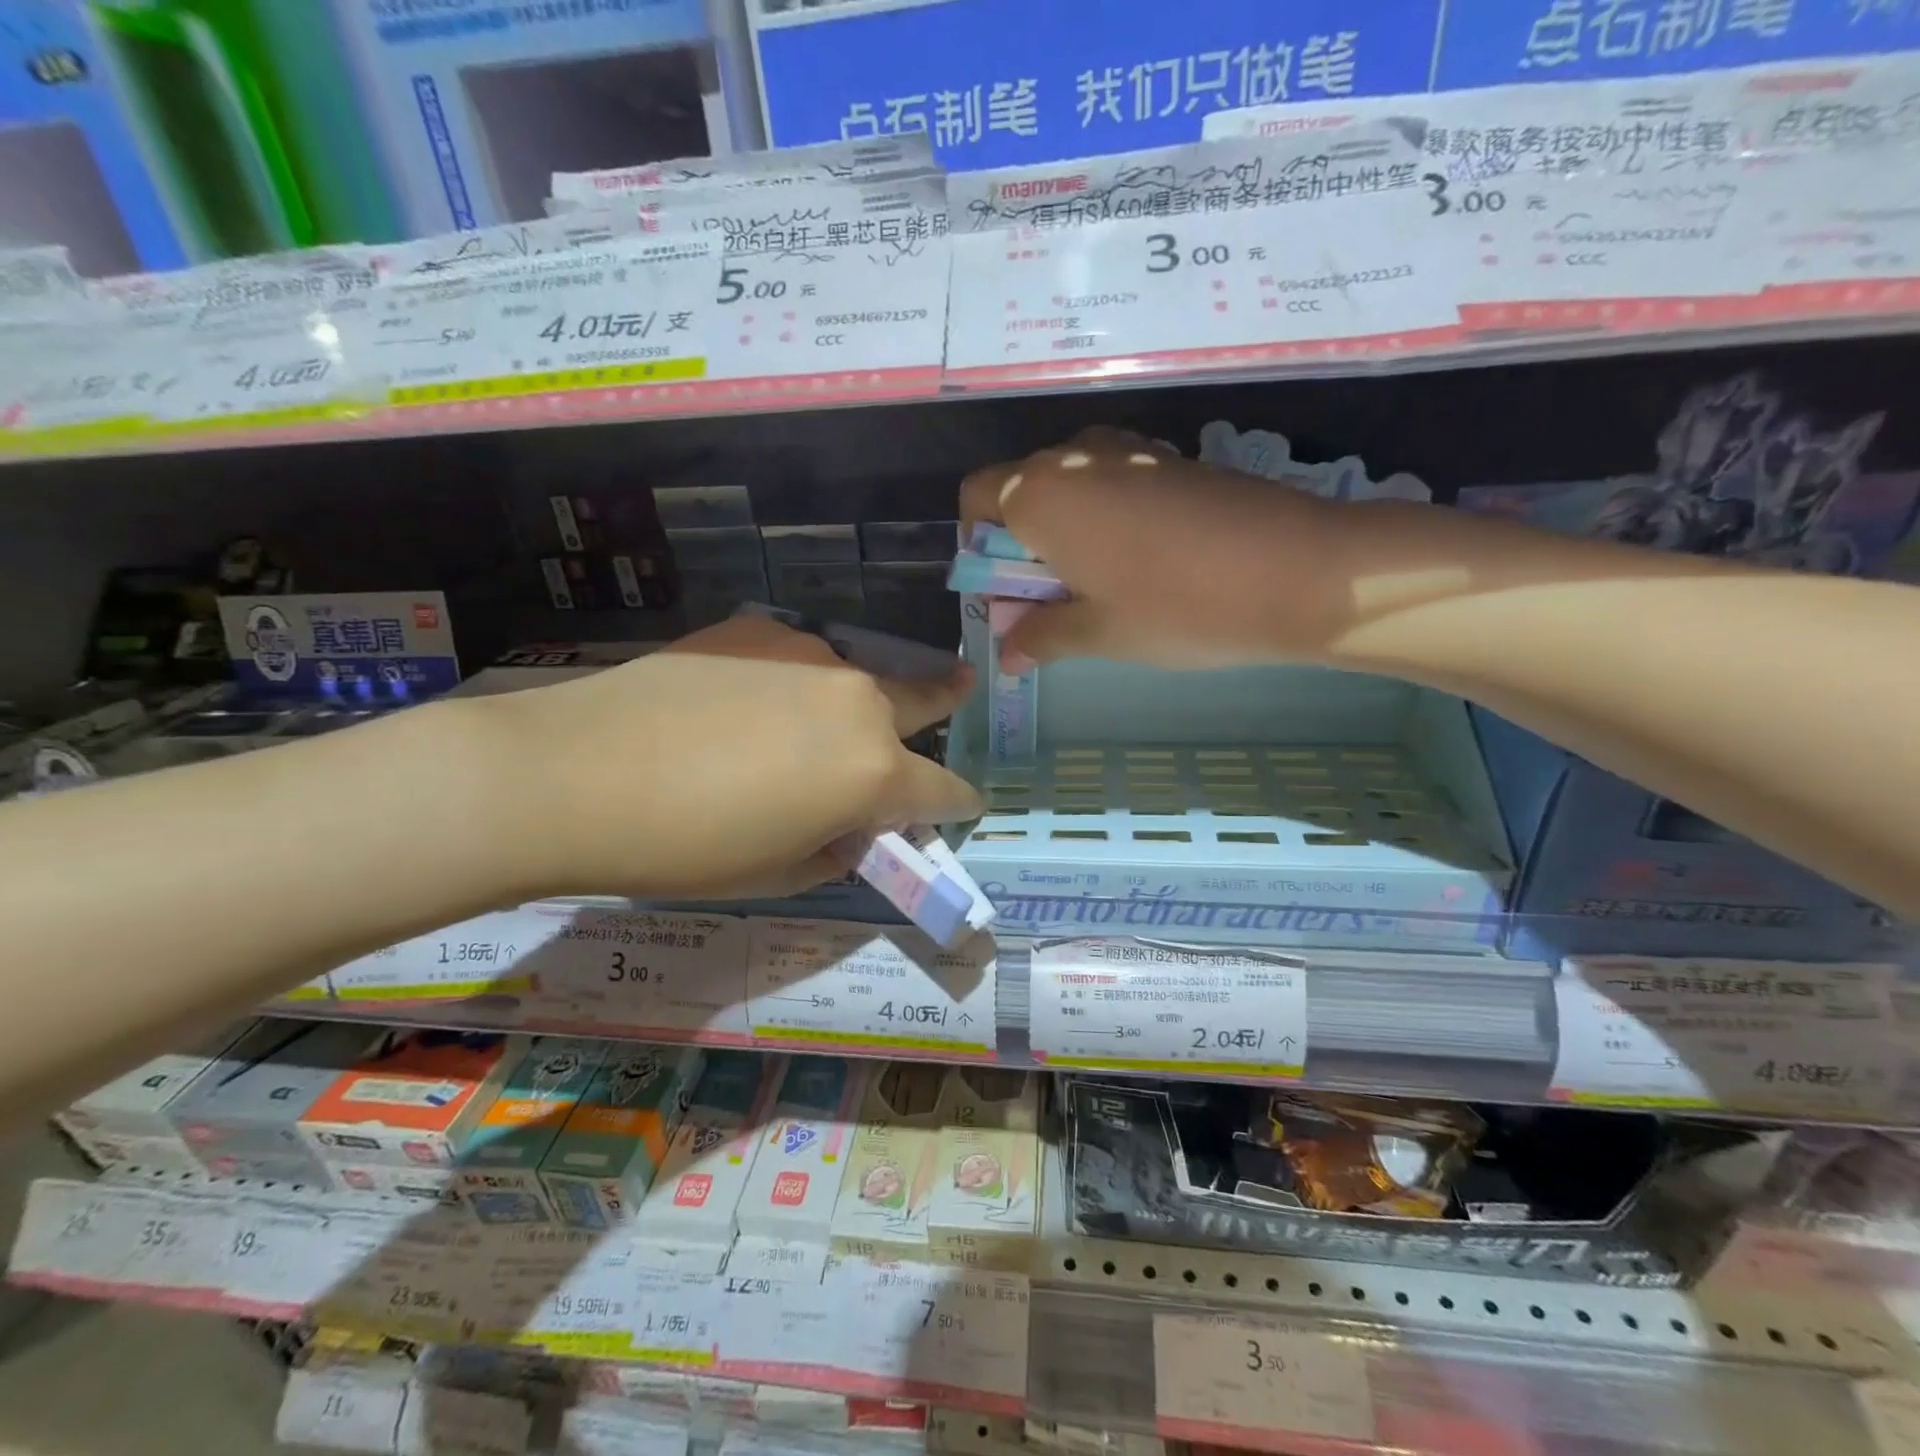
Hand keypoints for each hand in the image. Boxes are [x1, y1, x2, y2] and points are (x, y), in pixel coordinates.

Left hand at [485, 615, 979, 899]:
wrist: (573, 773)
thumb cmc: (685, 847)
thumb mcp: (778, 873)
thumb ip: (835, 848)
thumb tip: (849, 825)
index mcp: (873, 772)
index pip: (945, 789)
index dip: (958, 803)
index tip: (963, 805)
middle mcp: (857, 701)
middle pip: (922, 699)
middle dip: (943, 704)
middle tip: (959, 690)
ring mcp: (808, 653)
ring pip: (854, 678)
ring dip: (852, 701)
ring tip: (805, 725)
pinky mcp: (757, 629)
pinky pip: (797, 657)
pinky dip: (793, 680)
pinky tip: (746, 700)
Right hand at [960, 428, 1352, 671]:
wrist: (1301, 572)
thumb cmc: (1179, 608)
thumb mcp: (1099, 633)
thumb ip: (1040, 636)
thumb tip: (1007, 653)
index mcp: (1042, 494)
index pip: (976, 498)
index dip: (979, 545)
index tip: (1008, 588)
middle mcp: (1077, 457)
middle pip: (1021, 490)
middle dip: (1021, 544)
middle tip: (1053, 599)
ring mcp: (1130, 451)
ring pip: (1070, 485)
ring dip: (1065, 531)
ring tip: (1099, 584)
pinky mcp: (1171, 459)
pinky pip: (1113, 481)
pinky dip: (1106, 518)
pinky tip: (1143, 561)